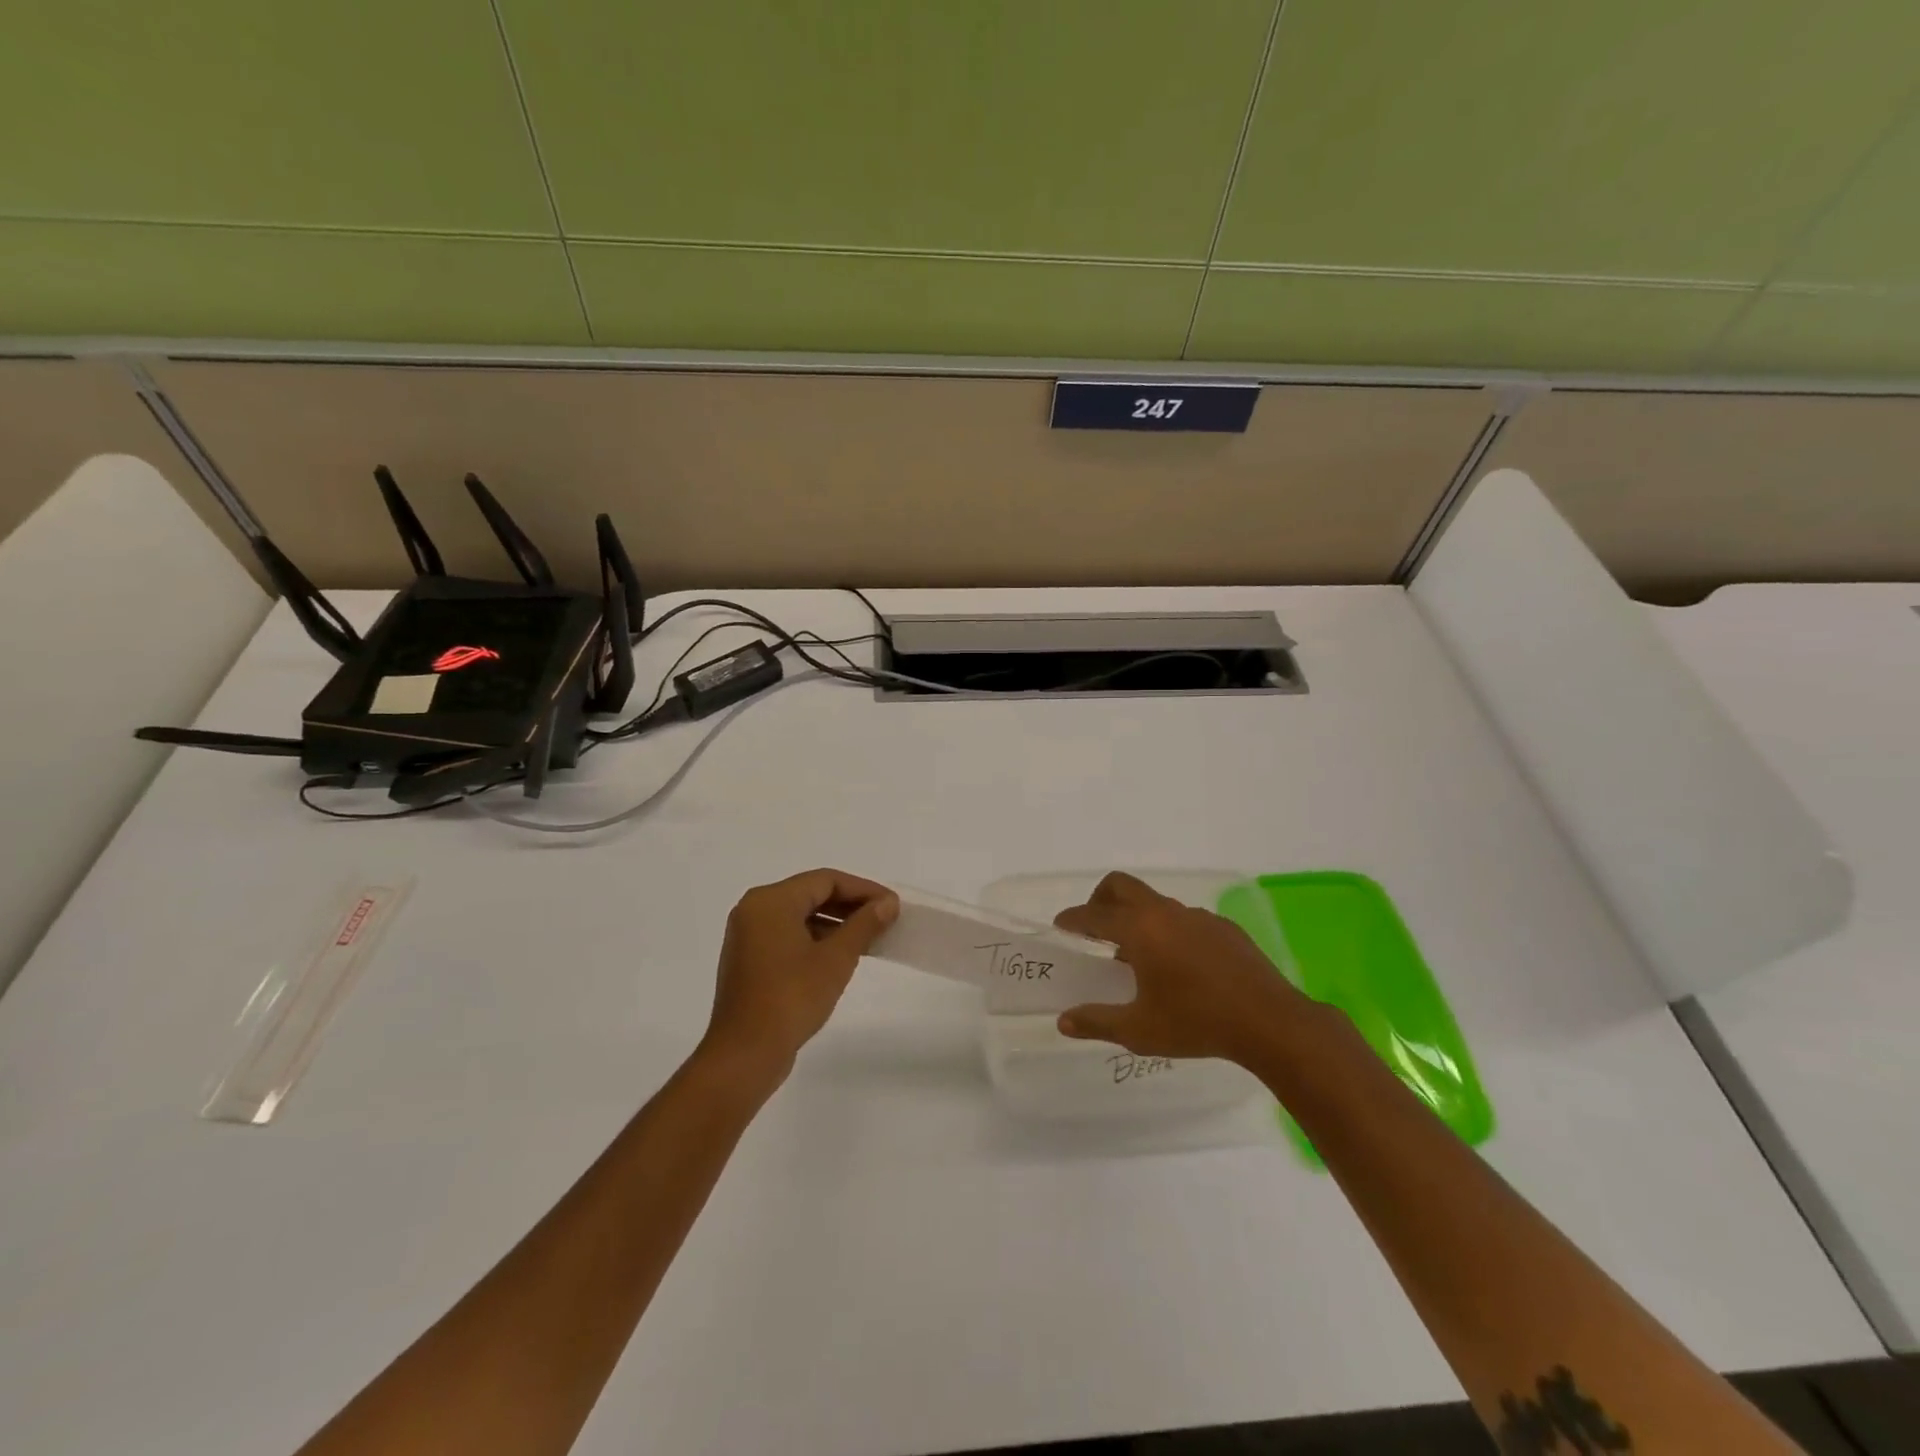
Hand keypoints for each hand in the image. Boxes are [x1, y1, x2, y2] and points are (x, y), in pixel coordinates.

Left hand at [701, 868, 898, 1084]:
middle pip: (811, 894)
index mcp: (771, 901)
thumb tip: (888, 903)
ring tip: (870, 938)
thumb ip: (864, 924)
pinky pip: (788, 935)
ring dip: (835, 923)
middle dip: (850, 906)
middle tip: (885, 918)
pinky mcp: (749, 960)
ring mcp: (748, 936)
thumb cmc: (792, 997)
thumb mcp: (836, 958)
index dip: (863, 889)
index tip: (892, 904)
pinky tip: (841, 956)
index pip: (825, 880)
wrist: (745, 1053)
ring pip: (800, 916)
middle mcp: (754, 910)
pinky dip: (816, 939)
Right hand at [1053, 871, 1310, 1066]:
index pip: (1094, 915)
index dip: (1073, 919)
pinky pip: (1184, 919)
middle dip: (1100, 899)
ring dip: (1137, 918)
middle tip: (1093, 927)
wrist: (1270, 1022)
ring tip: (1137, 956)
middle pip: (1122, 886)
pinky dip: (1169, 931)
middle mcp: (1166, 913)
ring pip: (1155, 903)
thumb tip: (1064, 1022)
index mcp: (1140, 930)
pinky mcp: (1224, 928)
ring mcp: (1198, 917)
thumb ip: (1097, 1022)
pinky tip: (1180, 966)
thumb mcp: (1139, 1030)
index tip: (1061, 925)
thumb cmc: (1197, 1023)